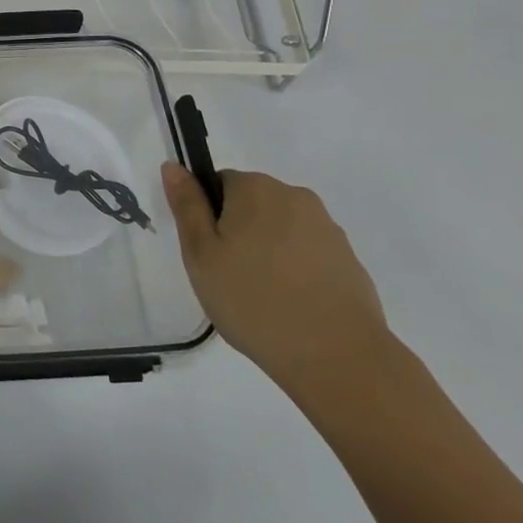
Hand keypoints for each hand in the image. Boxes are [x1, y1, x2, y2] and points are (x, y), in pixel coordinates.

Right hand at [160, 163, 390, 395]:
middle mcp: (295, 197)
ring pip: (281, 230)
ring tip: (261, 298)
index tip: (209, 253)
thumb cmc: (253, 300)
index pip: (219, 183)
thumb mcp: (201, 254)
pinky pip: (308, 255)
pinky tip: (291, 307)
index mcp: (255, 188)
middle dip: (238, 232)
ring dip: (268, 252)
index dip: (208, 216)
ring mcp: (328, 229)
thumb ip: (187, 206)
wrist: (337, 357)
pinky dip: (296, 272)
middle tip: (228, 277)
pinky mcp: (350, 261)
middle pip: (252, 205)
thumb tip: (173, 165)